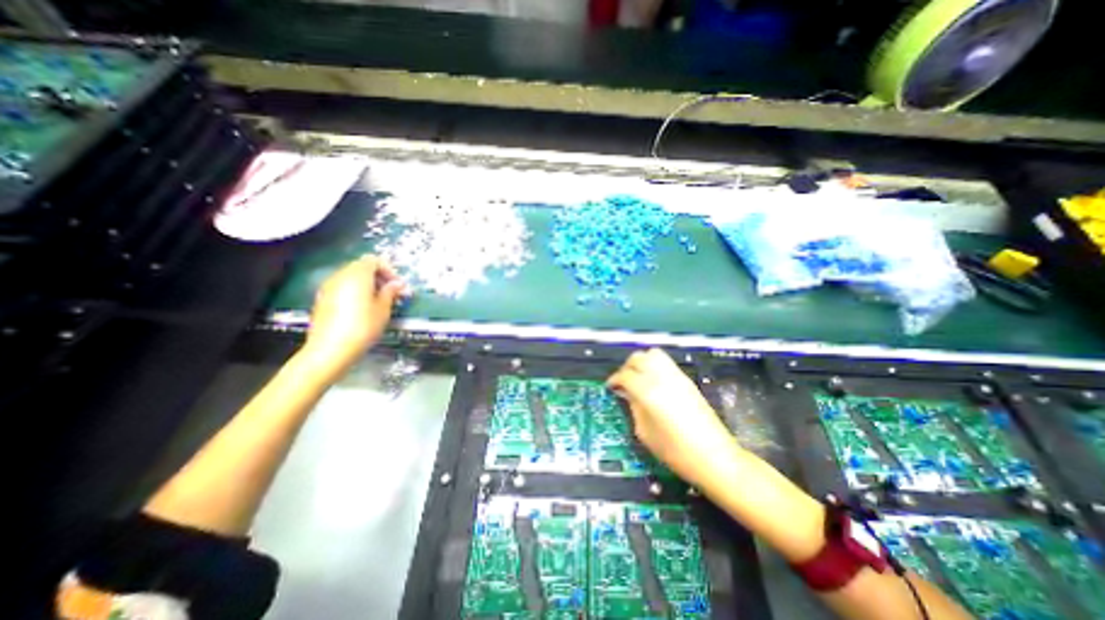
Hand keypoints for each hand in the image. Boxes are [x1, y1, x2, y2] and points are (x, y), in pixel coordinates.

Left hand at [300, 254, 403, 376]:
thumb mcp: (383, 309)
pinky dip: (355, 291)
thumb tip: (397, 284)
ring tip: (379, 301)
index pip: (374, 261)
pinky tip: (363, 308)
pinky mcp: (322, 299)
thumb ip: (390, 292)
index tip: (398, 285)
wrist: (330, 349)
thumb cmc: (363, 327)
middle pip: (361, 267)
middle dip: (379, 277)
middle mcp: (340, 276)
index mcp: (357, 275)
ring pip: (351, 277)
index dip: (389, 270)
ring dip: (367, 284)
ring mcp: (328, 287)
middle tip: (392, 293)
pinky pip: (342, 287)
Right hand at [608, 351, 735, 485]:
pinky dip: (655, 365)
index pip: (625, 375)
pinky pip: (666, 362)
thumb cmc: (675, 451)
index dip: (614, 380)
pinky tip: (654, 382)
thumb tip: (628, 394)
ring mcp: (676, 376)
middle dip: (626, 367)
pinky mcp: (687, 379)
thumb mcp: (644, 433)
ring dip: (641, 361)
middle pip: (637, 358)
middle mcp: (661, 378)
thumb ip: (634, 407)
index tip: (611, 387)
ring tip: (638, 377)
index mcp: (647, 392)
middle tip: (623, 382)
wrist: (714, 456)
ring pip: (653, 354)